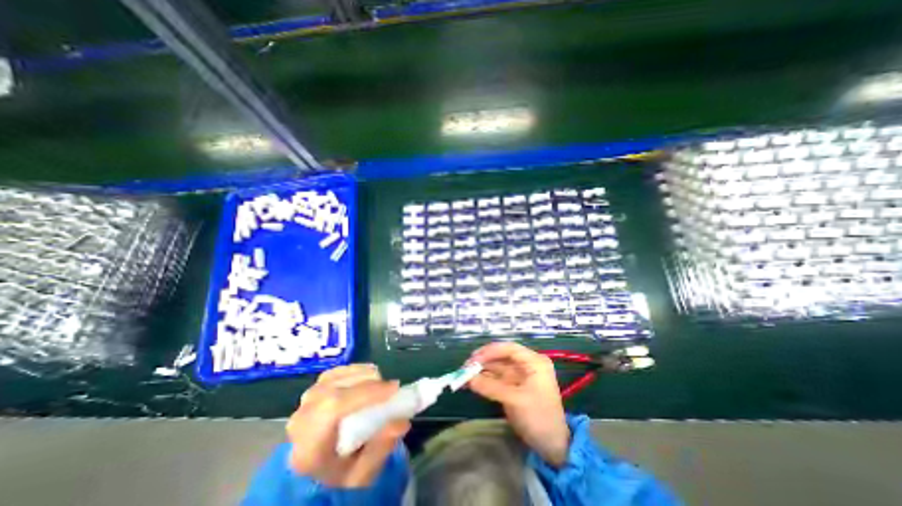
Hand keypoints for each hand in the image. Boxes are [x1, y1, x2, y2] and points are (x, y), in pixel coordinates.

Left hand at [286, 365, 410, 485]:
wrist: (322, 465)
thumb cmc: (343, 471)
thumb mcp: (364, 473)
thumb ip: (381, 448)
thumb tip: (401, 422)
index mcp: (308, 449)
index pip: (333, 409)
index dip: (366, 393)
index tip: (393, 389)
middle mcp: (301, 421)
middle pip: (334, 390)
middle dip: (367, 383)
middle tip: (391, 388)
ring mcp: (305, 402)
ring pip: (336, 377)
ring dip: (363, 375)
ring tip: (381, 385)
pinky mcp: (313, 389)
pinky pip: (336, 372)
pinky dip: (355, 371)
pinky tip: (368, 378)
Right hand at [468, 341, 564, 468]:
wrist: (552, 446)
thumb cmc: (539, 418)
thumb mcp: (516, 400)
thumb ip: (491, 387)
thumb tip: (468, 378)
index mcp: (534, 362)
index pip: (510, 349)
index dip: (491, 351)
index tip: (474, 358)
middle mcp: (526, 364)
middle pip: (501, 356)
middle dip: (483, 360)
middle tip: (465, 367)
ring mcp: (518, 376)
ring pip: (495, 367)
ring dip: (480, 370)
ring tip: (463, 375)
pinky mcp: (511, 387)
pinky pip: (494, 379)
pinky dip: (482, 380)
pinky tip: (470, 382)